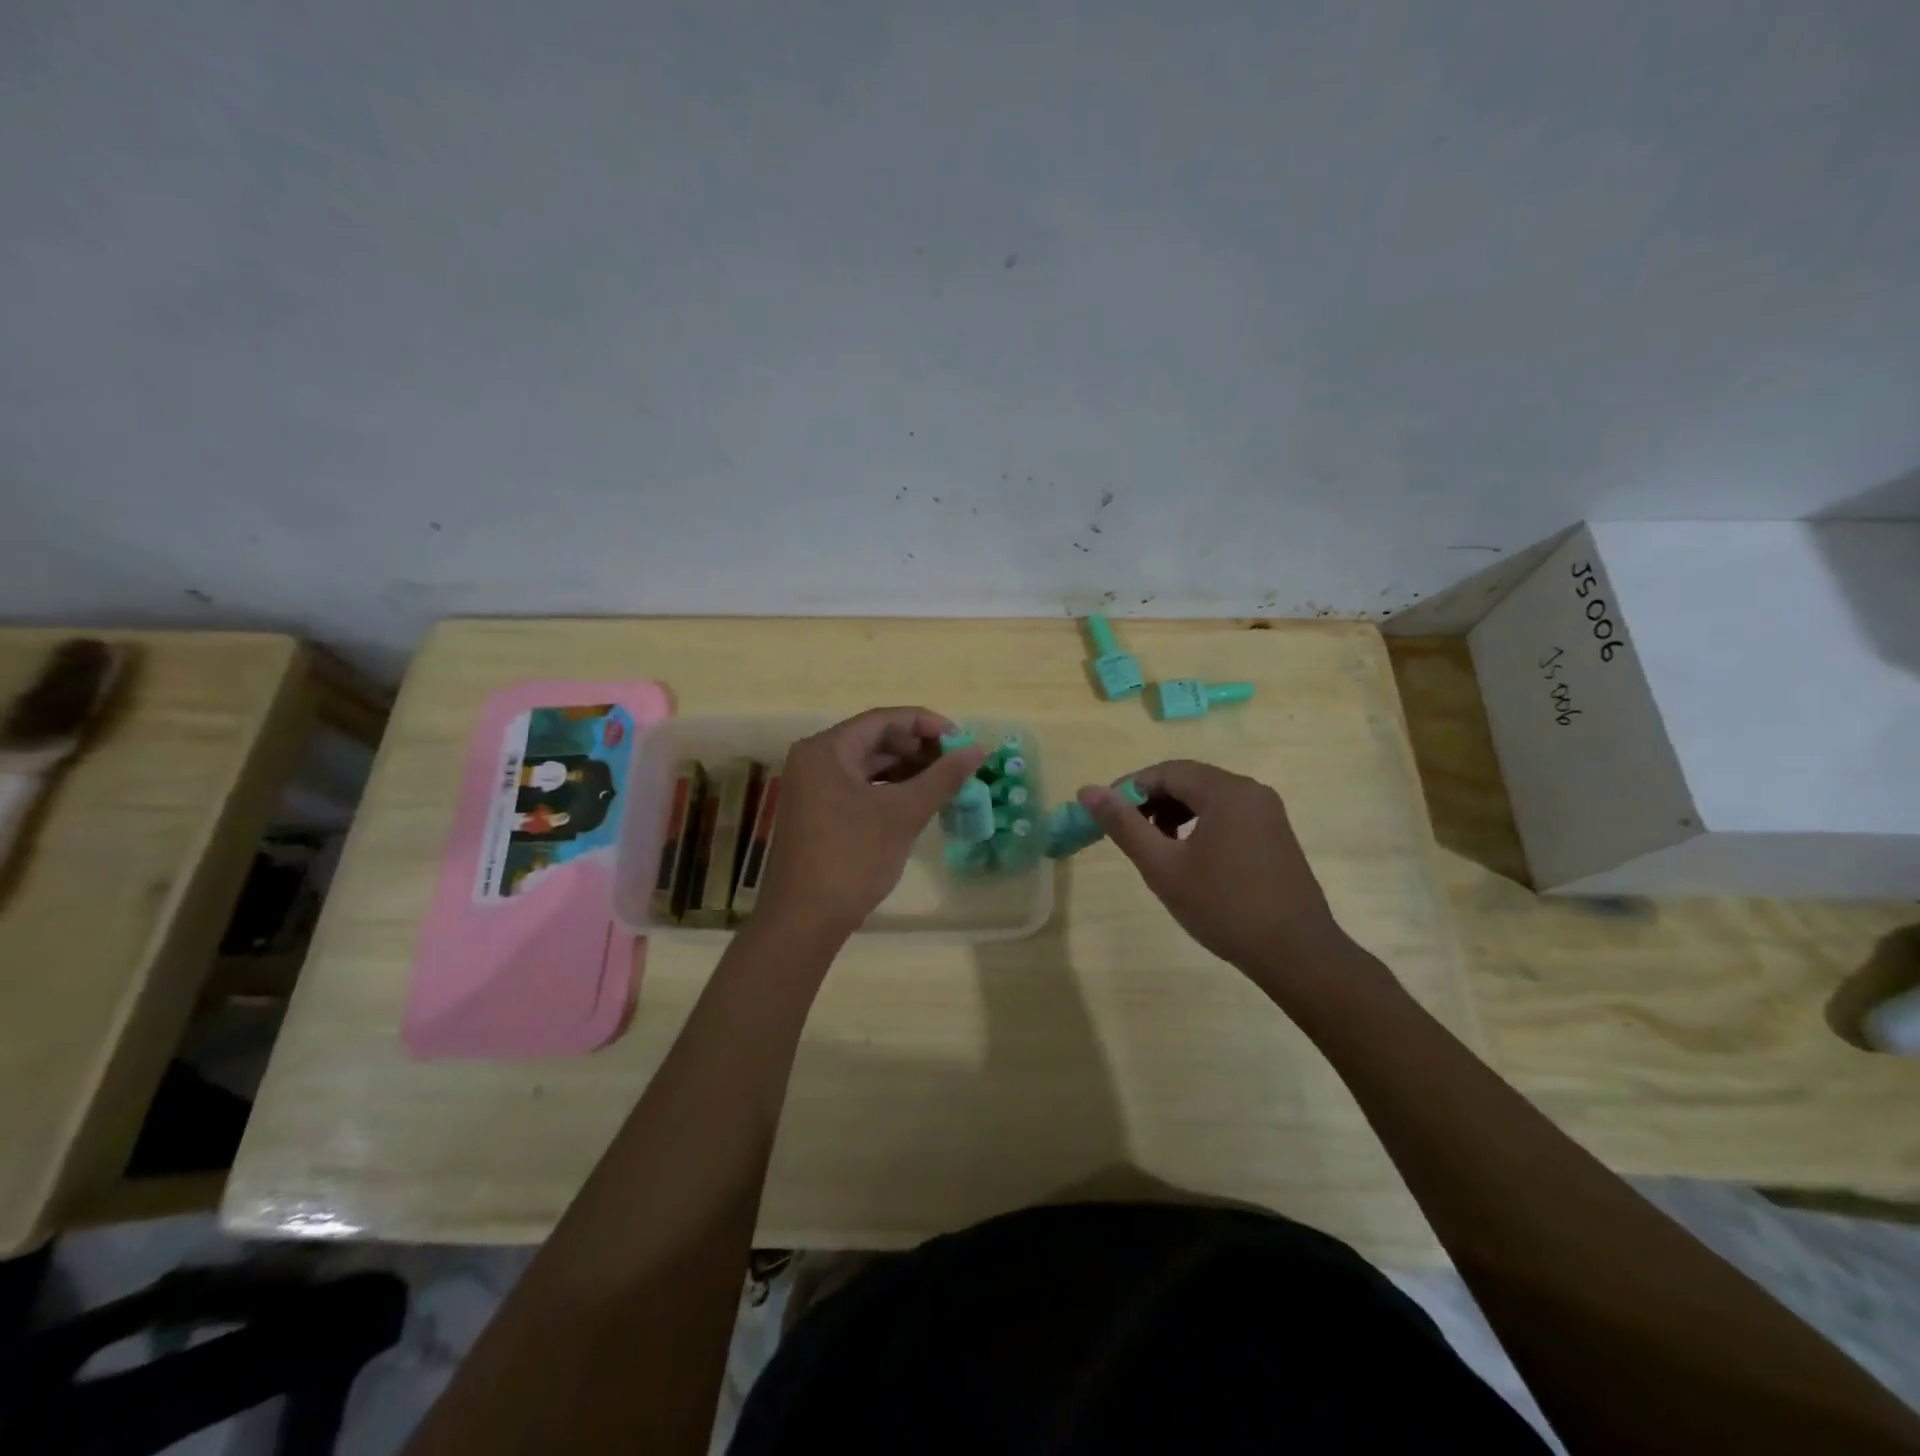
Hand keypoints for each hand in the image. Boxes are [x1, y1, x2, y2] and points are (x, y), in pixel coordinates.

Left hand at [757, 707, 986, 937]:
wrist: (805, 920)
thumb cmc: (852, 858)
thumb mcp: (903, 813)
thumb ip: (943, 777)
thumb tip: (979, 749)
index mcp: (827, 749)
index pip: (884, 719)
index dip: (927, 725)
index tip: (962, 741)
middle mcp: (815, 760)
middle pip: (875, 739)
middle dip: (919, 749)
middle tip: (957, 765)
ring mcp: (814, 788)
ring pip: (869, 765)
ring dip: (908, 771)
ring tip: (945, 784)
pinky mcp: (819, 813)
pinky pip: (860, 787)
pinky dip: (890, 790)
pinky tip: (918, 802)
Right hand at [1077, 760, 1362, 991]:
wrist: (1296, 953)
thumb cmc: (1224, 907)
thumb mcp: (1163, 866)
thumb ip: (1124, 825)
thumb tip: (1087, 791)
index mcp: (1225, 791)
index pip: (1165, 772)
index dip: (1129, 789)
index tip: (1105, 816)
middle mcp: (1251, 791)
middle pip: (1188, 781)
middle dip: (1152, 802)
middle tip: (1128, 833)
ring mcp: (1268, 812)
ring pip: (1208, 798)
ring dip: (1174, 813)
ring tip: (1155, 846)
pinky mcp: (1275, 834)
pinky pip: (1228, 814)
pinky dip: (1200, 825)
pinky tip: (1189, 856)